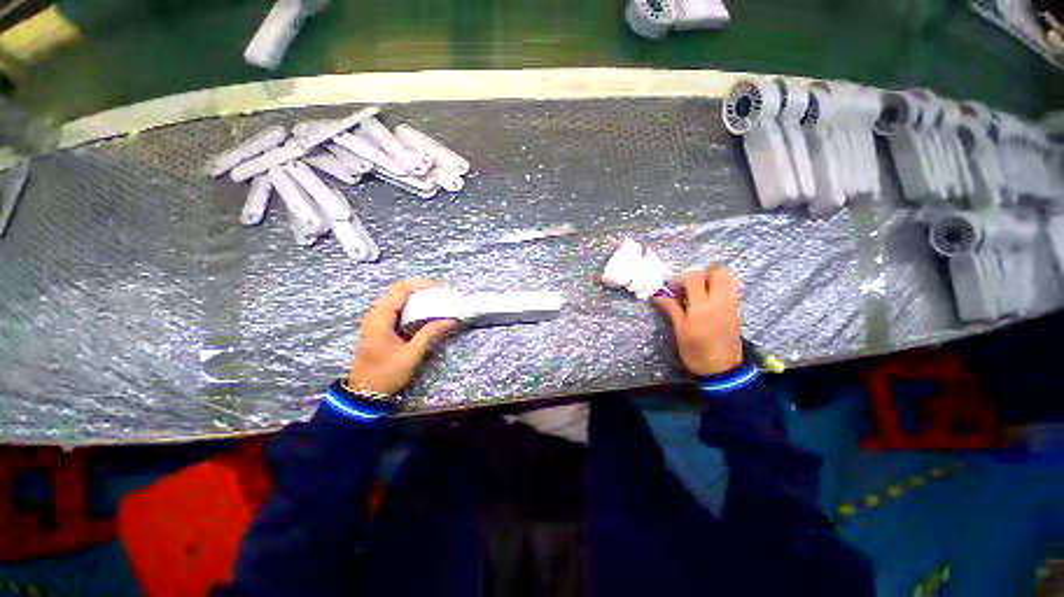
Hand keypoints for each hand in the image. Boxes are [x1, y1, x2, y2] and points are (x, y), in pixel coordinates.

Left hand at [347, 280, 456, 394]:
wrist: (364, 393)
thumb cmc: (386, 373)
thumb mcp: (411, 354)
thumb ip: (430, 334)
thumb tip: (450, 320)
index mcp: (379, 317)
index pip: (400, 289)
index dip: (421, 284)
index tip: (440, 288)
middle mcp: (374, 314)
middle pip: (397, 291)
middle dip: (420, 289)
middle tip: (441, 295)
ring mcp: (373, 320)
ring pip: (396, 299)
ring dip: (416, 298)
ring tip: (435, 302)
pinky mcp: (377, 327)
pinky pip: (394, 309)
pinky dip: (410, 307)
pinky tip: (423, 313)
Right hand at [653, 266, 743, 375]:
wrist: (721, 369)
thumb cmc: (695, 351)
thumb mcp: (680, 331)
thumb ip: (671, 309)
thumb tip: (658, 296)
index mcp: (701, 307)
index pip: (695, 277)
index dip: (682, 278)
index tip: (675, 289)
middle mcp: (719, 301)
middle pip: (717, 271)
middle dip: (703, 273)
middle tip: (691, 285)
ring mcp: (731, 305)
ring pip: (729, 277)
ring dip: (714, 278)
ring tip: (702, 291)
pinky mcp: (737, 310)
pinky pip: (733, 289)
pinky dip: (722, 286)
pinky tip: (710, 300)